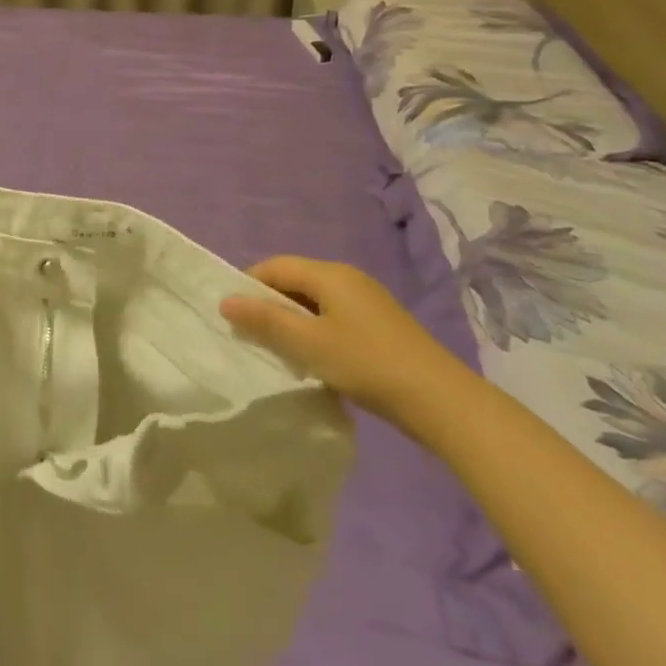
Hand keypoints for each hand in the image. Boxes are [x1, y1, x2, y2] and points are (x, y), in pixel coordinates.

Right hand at [220, 255, 473, 421]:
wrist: (440, 400)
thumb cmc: (366, 363)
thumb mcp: (308, 343)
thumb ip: (266, 320)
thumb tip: (226, 300)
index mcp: (330, 274)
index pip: (276, 265)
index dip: (248, 283)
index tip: (230, 313)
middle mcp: (348, 278)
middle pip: (295, 280)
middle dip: (269, 303)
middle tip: (249, 334)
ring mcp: (367, 301)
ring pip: (314, 301)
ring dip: (291, 320)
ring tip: (277, 349)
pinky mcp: (379, 324)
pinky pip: (333, 316)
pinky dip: (314, 330)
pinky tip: (312, 358)